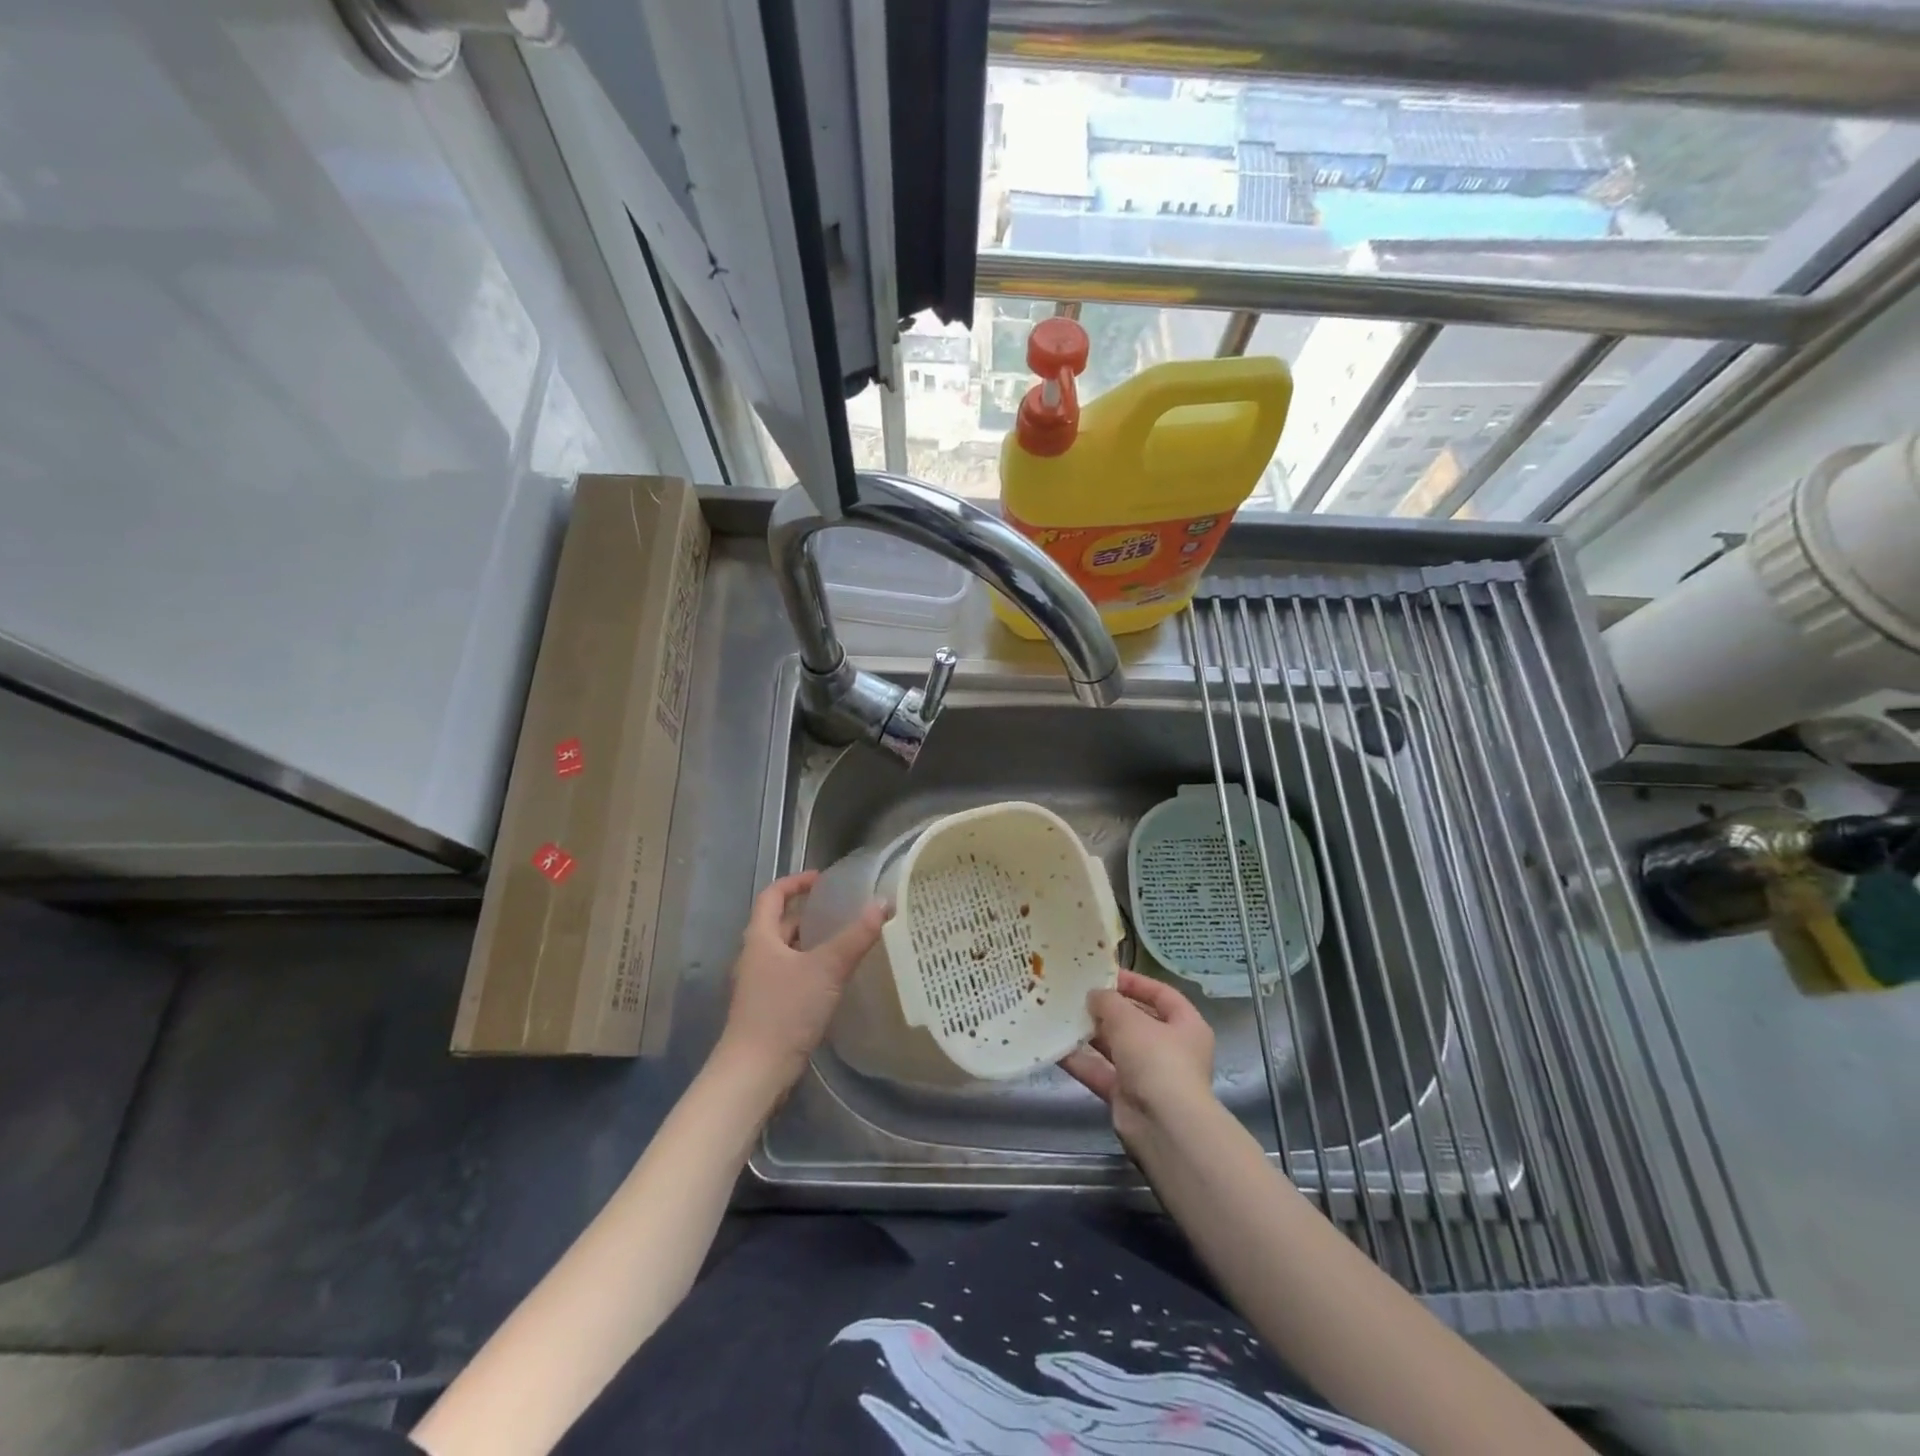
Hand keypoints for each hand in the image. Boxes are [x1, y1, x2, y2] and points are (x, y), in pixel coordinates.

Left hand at [715, 871, 886, 1094]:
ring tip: (843, 941)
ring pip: (785, 952)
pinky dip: (810, 968)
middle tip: (841, 910)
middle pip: (779, 924)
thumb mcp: (826, 969)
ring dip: (810, 943)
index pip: (772, 896)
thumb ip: (856, 937)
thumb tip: (883, 903)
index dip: (795, 882)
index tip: (822, 879)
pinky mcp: (767, 1009)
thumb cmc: (785, 1011)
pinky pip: (790, 976)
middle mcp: (755, 957)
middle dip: (808, 914)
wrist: (755, 1071)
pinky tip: (833, 980)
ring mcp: (759, 985)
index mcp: (760, 938)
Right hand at [1060, 970, 1216, 1143]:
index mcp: (1186, 1025)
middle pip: (1136, 1021)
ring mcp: (1149, 1075)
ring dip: (1091, 1034)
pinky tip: (1056, 1048)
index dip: (1135, 982)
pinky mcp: (1128, 1097)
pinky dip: (1081, 1062)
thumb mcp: (1129, 1019)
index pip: (1161, 994)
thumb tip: (1095, 996)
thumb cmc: (1156, 1059)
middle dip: (1107, 1009)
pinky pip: (1102, 1072)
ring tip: (1062, 1016)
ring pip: (1116, 1048)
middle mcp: (1171, 1049)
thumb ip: (1108, 1002)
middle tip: (1077, 995)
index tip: (1105, 974)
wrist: (1163, 1125)